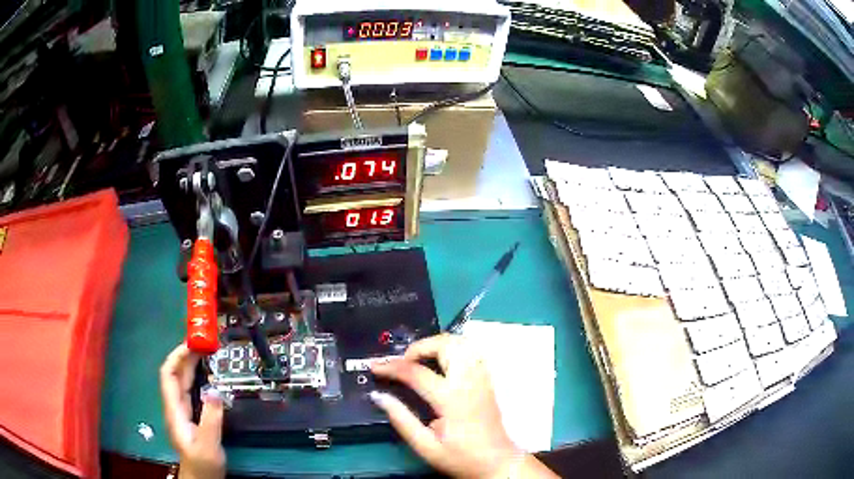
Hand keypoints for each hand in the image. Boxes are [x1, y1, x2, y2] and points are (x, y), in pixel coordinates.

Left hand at [160, 344, 225, 478]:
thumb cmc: (202, 464)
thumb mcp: (208, 445)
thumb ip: (211, 419)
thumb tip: (214, 391)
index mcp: (174, 411)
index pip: (168, 375)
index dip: (176, 357)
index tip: (192, 344)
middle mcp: (176, 407)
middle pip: (175, 375)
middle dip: (186, 356)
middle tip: (204, 343)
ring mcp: (183, 412)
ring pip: (183, 382)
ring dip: (191, 365)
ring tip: (206, 353)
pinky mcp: (192, 416)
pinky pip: (191, 390)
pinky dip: (198, 378)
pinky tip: (208, 375)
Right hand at [371, 334, 556, 478]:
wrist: (497, 463)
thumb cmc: (461, 458)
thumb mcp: (425, 446)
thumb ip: (401, 419)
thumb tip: (378, 396)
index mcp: (451, 400)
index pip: (416, 372)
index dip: (391, 367)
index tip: (375, 367)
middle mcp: (469, 382)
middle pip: (445, 345)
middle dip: (418, 347)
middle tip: (401, 362)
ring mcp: (482, 379)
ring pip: (461, 343)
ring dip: (436, 344)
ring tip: (419, 359)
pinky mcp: (488, 380)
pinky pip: (471, 351)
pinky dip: (452, 348)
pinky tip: (441, 362)